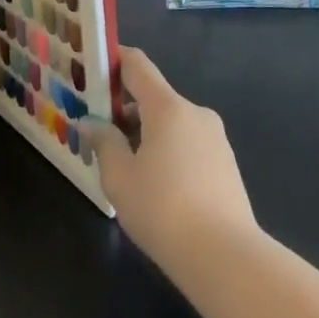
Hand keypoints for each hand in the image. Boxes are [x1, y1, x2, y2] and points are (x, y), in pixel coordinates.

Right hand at [81, 47, 260, 288]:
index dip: (113, 60)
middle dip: (124, 108)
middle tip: (98, 130)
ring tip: (123, 164)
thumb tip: (92, 123)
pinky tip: (154, 184)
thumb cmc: (163, 210)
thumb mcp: (119, 177)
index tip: (91, 68)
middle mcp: (194, 113)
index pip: (137, 65)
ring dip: (146, 133)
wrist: (226, 258)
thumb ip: (104, 142)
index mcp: (167, 107)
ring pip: (171, 122)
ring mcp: (215, 138)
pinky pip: (188, 143)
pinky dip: (167, 150)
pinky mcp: (226, 163)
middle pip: (153, 96)